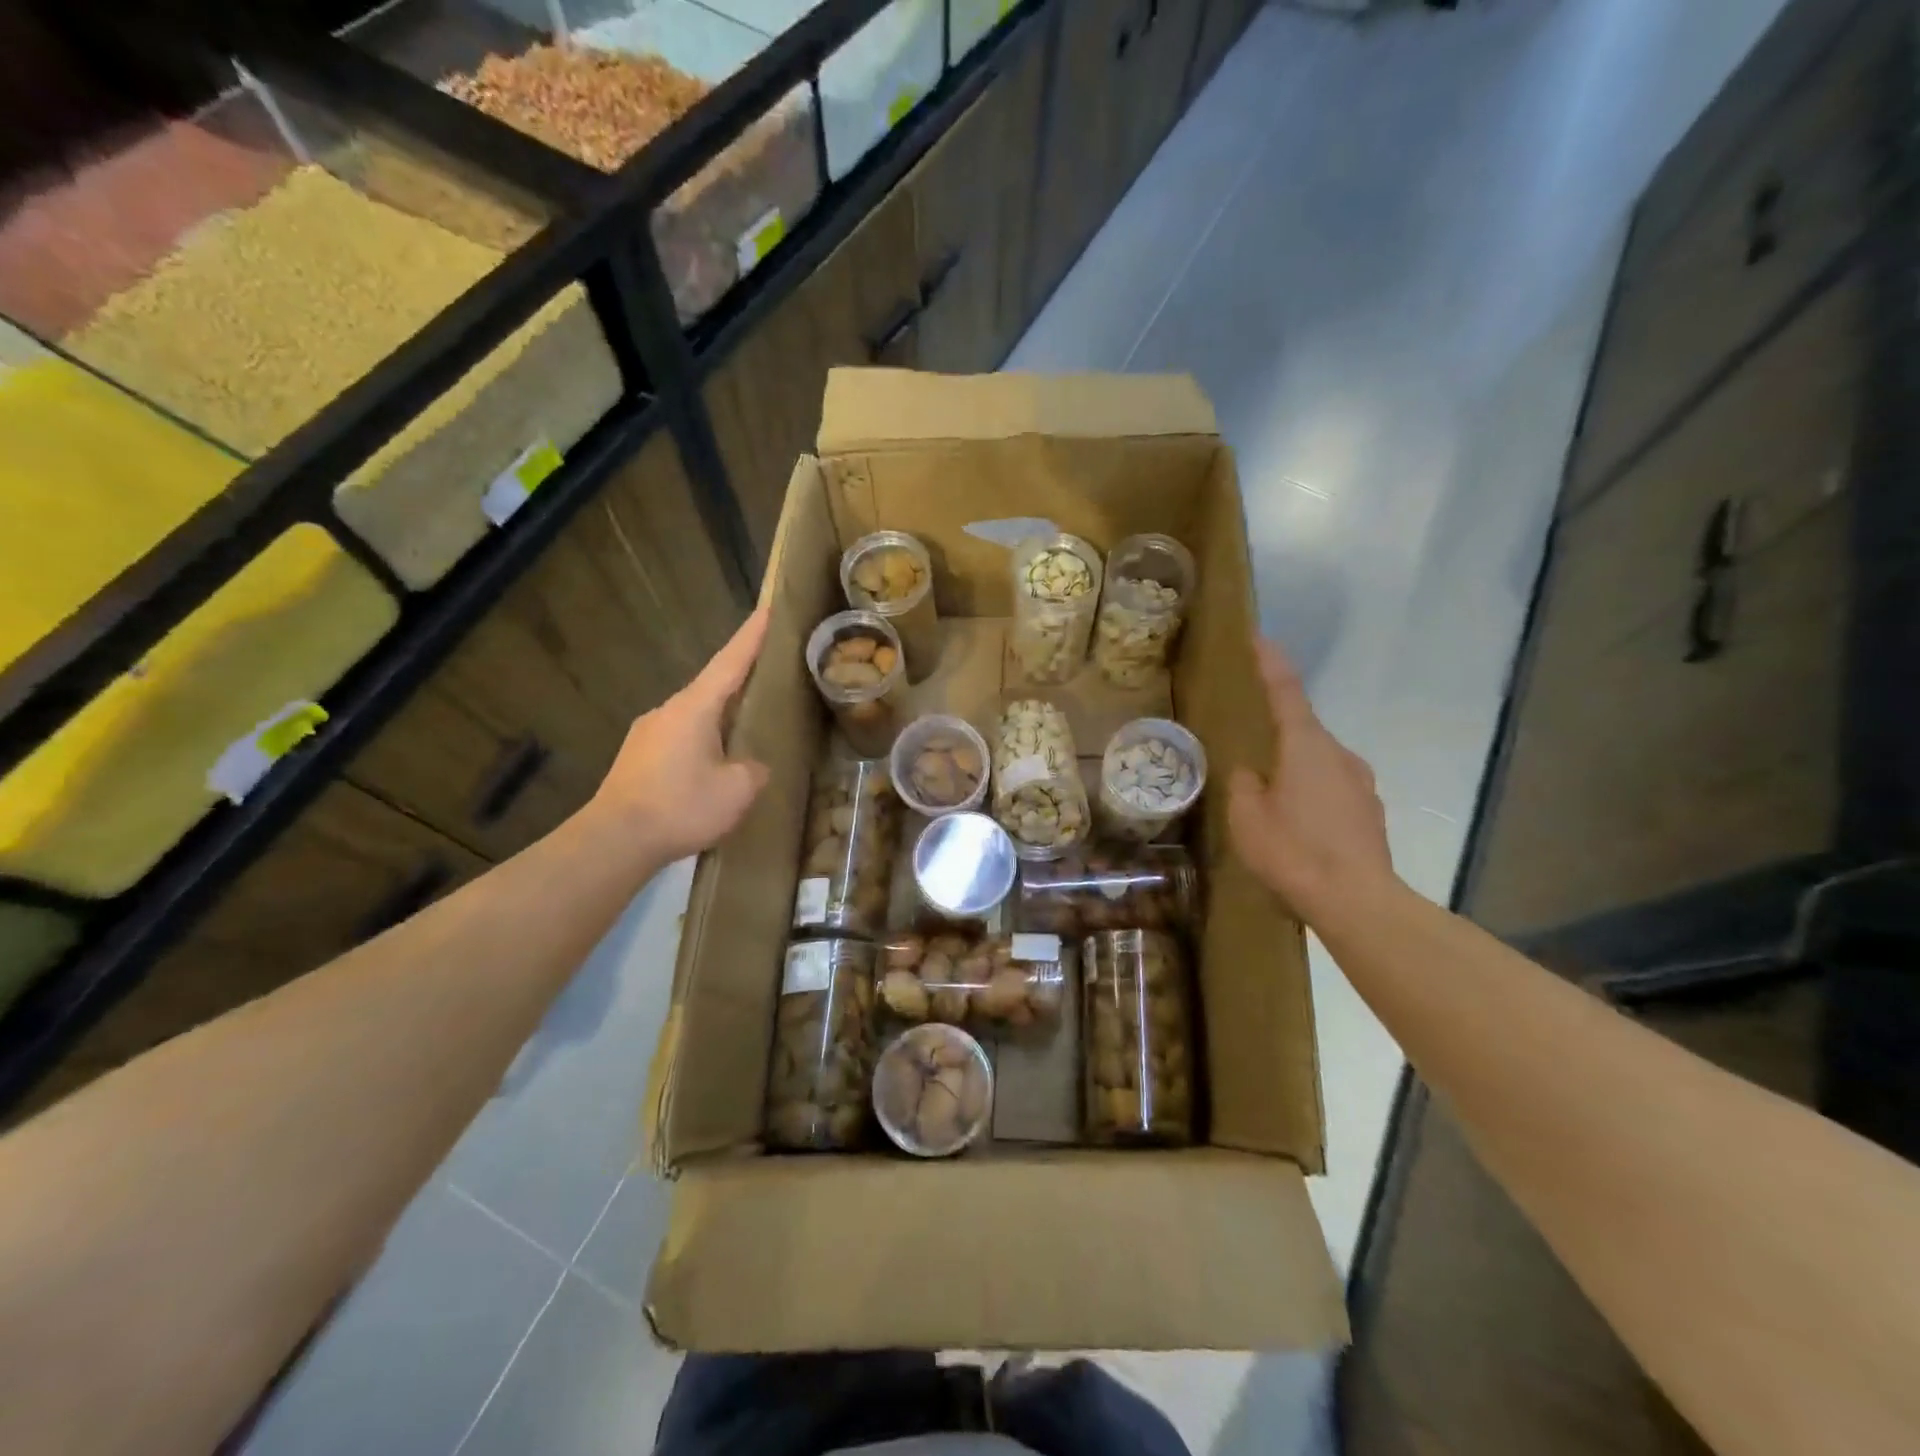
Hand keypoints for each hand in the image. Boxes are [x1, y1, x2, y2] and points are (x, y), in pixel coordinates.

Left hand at [586, 606, 771, 862]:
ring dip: (719, 721)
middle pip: (711, 688)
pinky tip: (710, 769)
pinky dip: (700, 743)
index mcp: (694, 708)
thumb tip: (751, 765)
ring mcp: (647, 734)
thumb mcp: (737, 790)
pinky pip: (678, 740)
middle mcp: (667, 711)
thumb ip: (754, 769)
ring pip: (694, 717)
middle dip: (739, 683)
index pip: (730, 662)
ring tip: (742, 737)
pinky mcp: (636, 758)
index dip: (751, 637)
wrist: (614, 840)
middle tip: (767, 681)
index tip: (767, 610)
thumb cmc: (681, 806)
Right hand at [1229, 639, 1396, 926]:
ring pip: (1319, 764)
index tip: (1261, 637)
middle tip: (1252, 760)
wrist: (1356, 901)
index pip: (1286, 693)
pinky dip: (1313, 797)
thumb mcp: (1246, 817)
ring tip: (1273, 806)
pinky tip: (1299, 829)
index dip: (1272, 665)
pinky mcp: (1370, 812)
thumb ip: (1243, 786)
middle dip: (1279, 738)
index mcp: (1305, 747)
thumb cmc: (1293, 851)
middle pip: (1304, 732)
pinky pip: (1333, 790)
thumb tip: (1251, 773)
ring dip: (1295, 773)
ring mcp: (1361, 783)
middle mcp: (1339, 755)